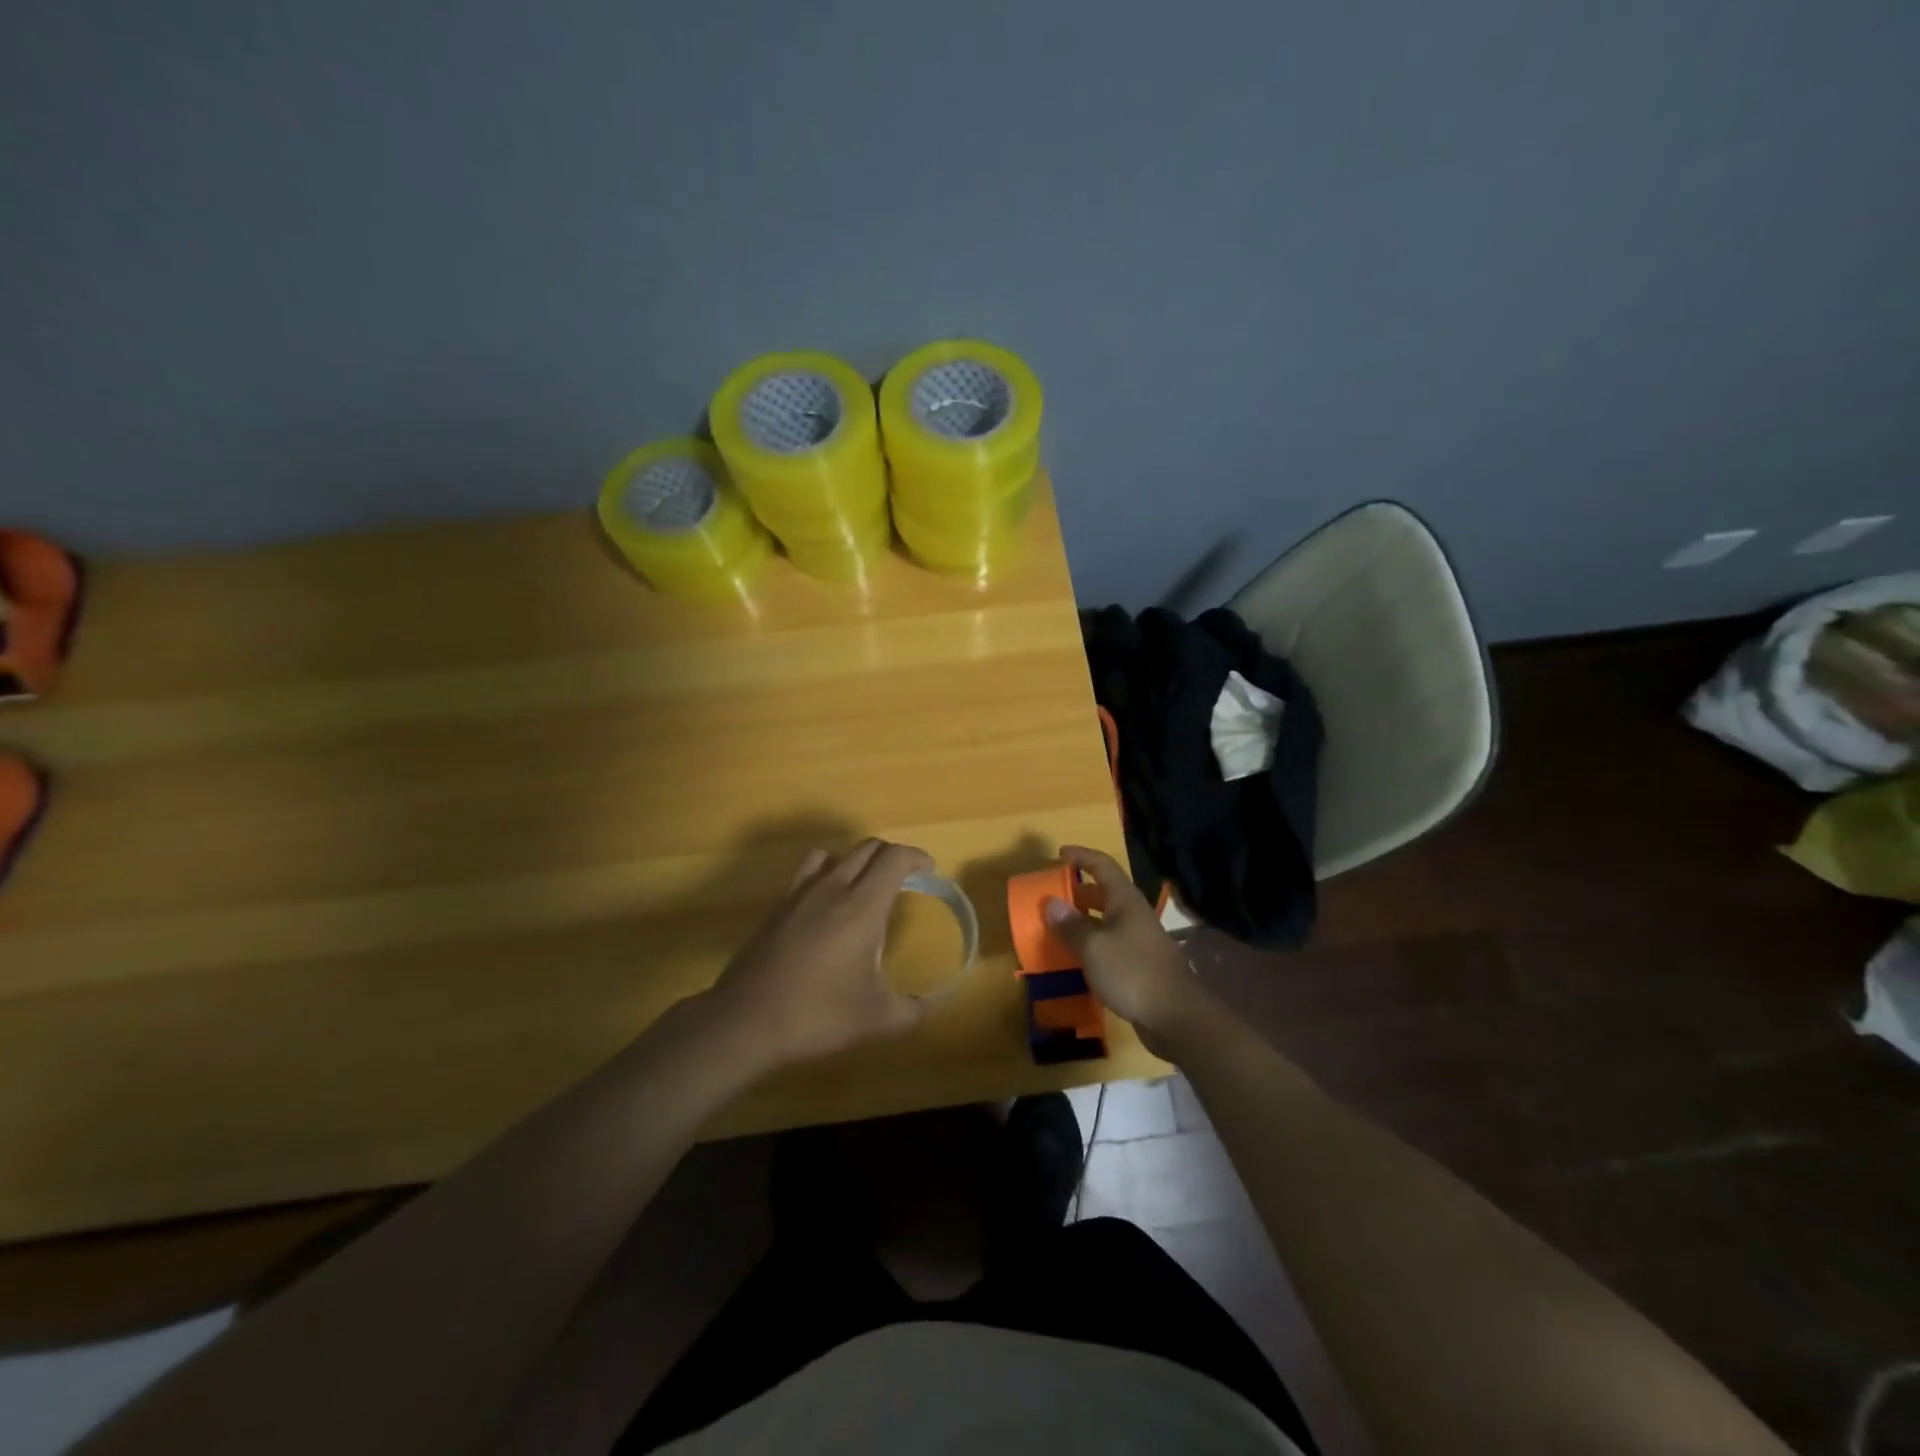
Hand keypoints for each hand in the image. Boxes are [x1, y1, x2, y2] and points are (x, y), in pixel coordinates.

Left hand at [707, 838, 931, 1069]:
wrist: (745, 1020)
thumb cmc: (817, 1014)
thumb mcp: (876, 1019)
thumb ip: (912, 1010)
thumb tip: (932, 1006)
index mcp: (862, 906)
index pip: (894, 858)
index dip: (917, 857)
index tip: (928, 872)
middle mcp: (832, 887)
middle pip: (868, 847)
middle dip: (893, 857)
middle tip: (906, 881)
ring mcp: (800, 893)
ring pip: (836, 853)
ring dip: (858, 860)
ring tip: (866, 887)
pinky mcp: (778, 906)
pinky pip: (809, 871)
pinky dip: (827, 873)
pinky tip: (828, 906)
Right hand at [1042, 845, 1212, 1057]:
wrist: (1175, 1016)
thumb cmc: (1132, 971)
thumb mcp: (1093, 947)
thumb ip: (1070, 926)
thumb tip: (1050, 902)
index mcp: (1125, 901)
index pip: (1103, 866)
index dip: (1082, 856)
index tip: (1060, 852)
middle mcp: (1133, 915)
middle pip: (1105, 893)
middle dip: (1079, 891)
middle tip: (1054, 895)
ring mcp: (1139, 941)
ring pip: (1107, 921)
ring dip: (1083, 920)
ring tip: (1058, 927)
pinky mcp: (1140, 966)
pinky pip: (1110, 945)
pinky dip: (1091, 945)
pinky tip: (1077, 959)